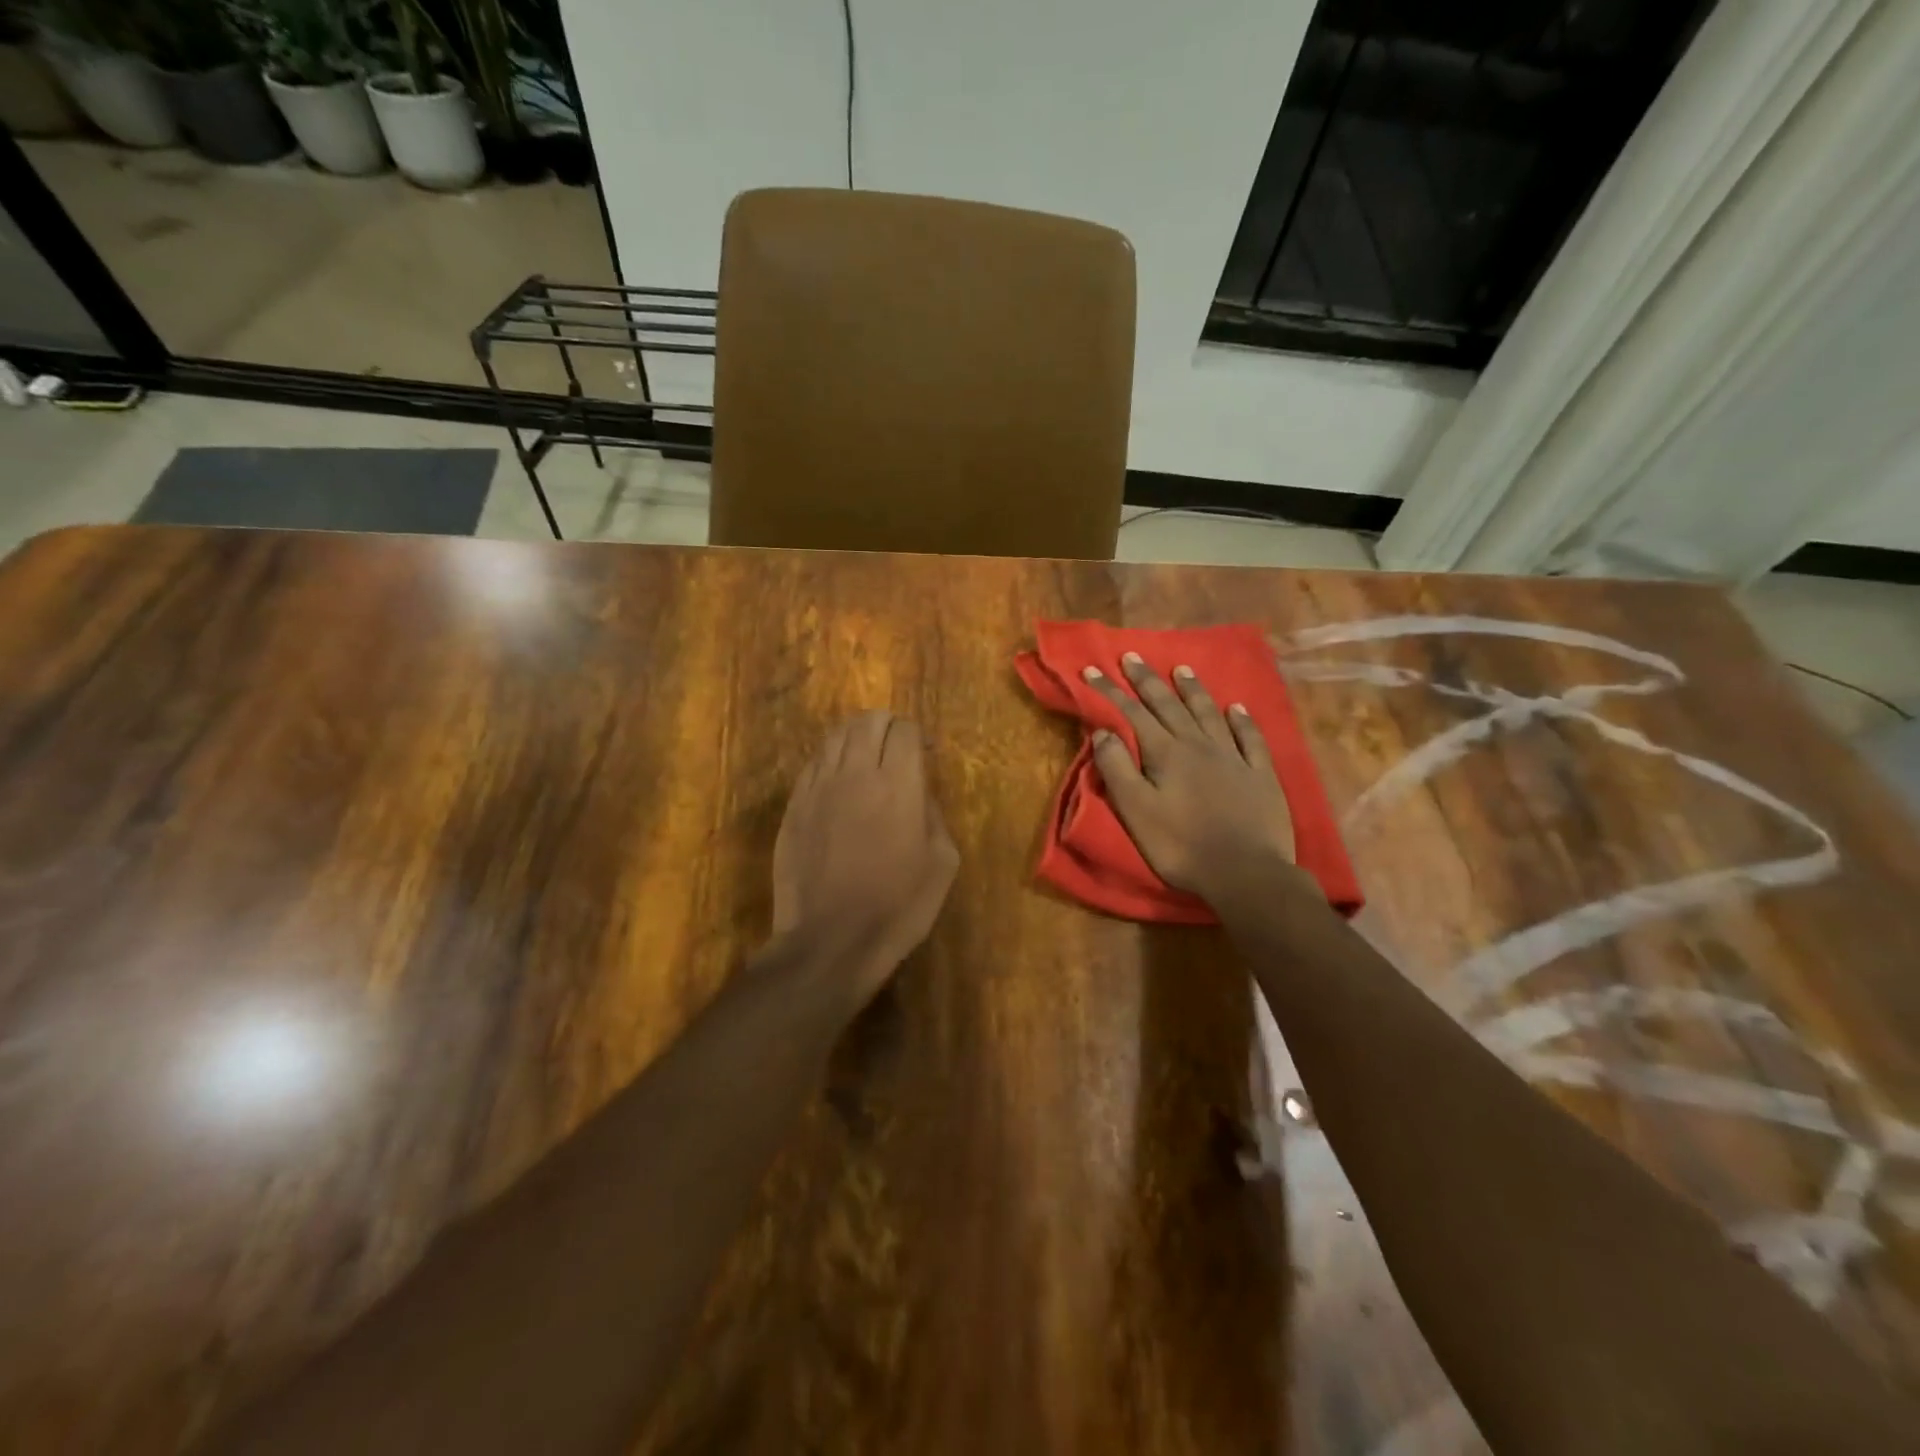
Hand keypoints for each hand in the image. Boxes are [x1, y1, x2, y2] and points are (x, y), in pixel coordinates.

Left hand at [771, 711, 959, 1005]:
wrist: (831, 940)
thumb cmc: (898, 907)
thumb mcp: (942, 864)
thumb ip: (934, 815)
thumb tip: (920, 793)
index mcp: (898, 784)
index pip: (905, 730)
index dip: (918, 736)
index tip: (925, 754)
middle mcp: (855, 773)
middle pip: (867, 721)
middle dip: (887, 726)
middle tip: (896, 749)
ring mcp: (818, 787)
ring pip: (835, 736)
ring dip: (856, 737)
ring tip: (866, 758)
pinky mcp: (794, 806)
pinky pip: (812, 764)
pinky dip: (830, 760)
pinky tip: (839, 782)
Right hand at [1083, 654, 1301, 909]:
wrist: (1246, 873)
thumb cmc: (1181, 845)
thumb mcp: (1136, 810)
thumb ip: (1117, 768)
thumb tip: (1103, 732)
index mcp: (1166, 753)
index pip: (1132, 713)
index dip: (1110, 691)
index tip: (1092, 670)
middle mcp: (1199, 745)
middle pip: (1169, 705)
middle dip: (1147, 680)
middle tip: (1132, 656)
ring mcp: (1233, 757)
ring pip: (1209, 714)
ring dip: (1192, 690)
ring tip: (1181, 669)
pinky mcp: (1260, 775)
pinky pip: (1250, 738)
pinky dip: (1241, 720)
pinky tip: (1237, 708)